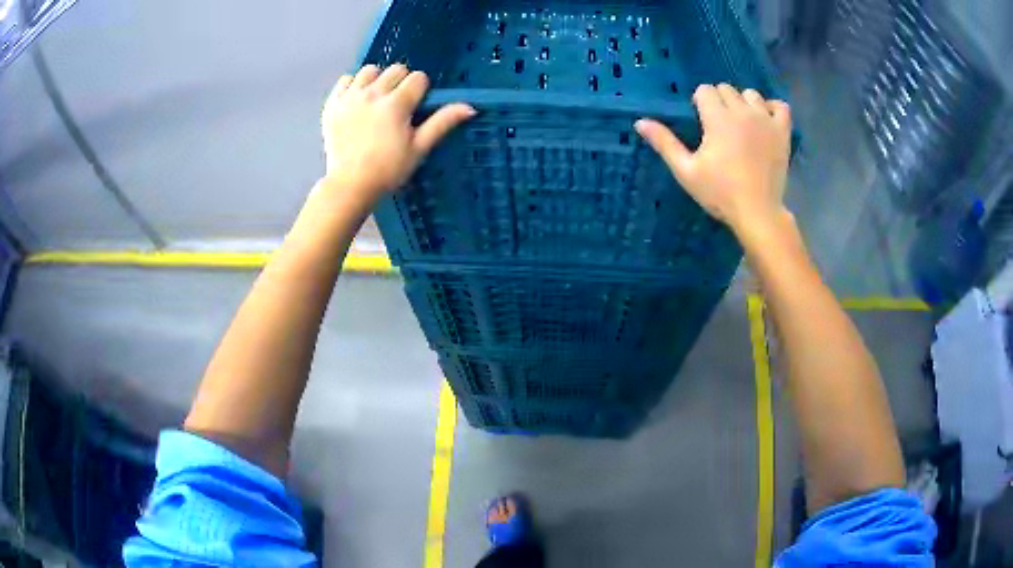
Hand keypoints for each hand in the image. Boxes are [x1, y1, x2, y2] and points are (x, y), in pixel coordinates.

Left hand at [320, 64, 475, 203]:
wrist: (350, 185)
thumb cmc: (388, 170)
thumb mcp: (419, 148)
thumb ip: (442, 123)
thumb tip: (470, 107)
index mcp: (397, 104)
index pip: (418, 78)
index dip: (421, 90)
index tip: (416, 107)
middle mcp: (373, 94)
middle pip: (395, 69)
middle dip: (401, 82)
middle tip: (398, 105)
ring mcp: (350, 97)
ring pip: (369, 70)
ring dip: (377, 80)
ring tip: (377, 99)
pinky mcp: (332, 104)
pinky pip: (345, 79)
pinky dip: (353, 85)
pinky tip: (357, 100)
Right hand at [635, 84, 790, 235]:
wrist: (757, 212)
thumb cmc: (720, 193)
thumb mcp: (686, 170)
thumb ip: (665, 143)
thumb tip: (640, 122)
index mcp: (718, 118)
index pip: (705, 90)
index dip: (699, 102)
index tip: (701, 121)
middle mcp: (742, 111)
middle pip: (726, 89)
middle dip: (719, 101)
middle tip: (719, 126)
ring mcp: (765, 120)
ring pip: (751, 94)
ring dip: (743, 103)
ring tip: (741, 123)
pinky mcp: (782, 132)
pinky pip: (780, 106)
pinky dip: (772, 108)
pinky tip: (765, 119)